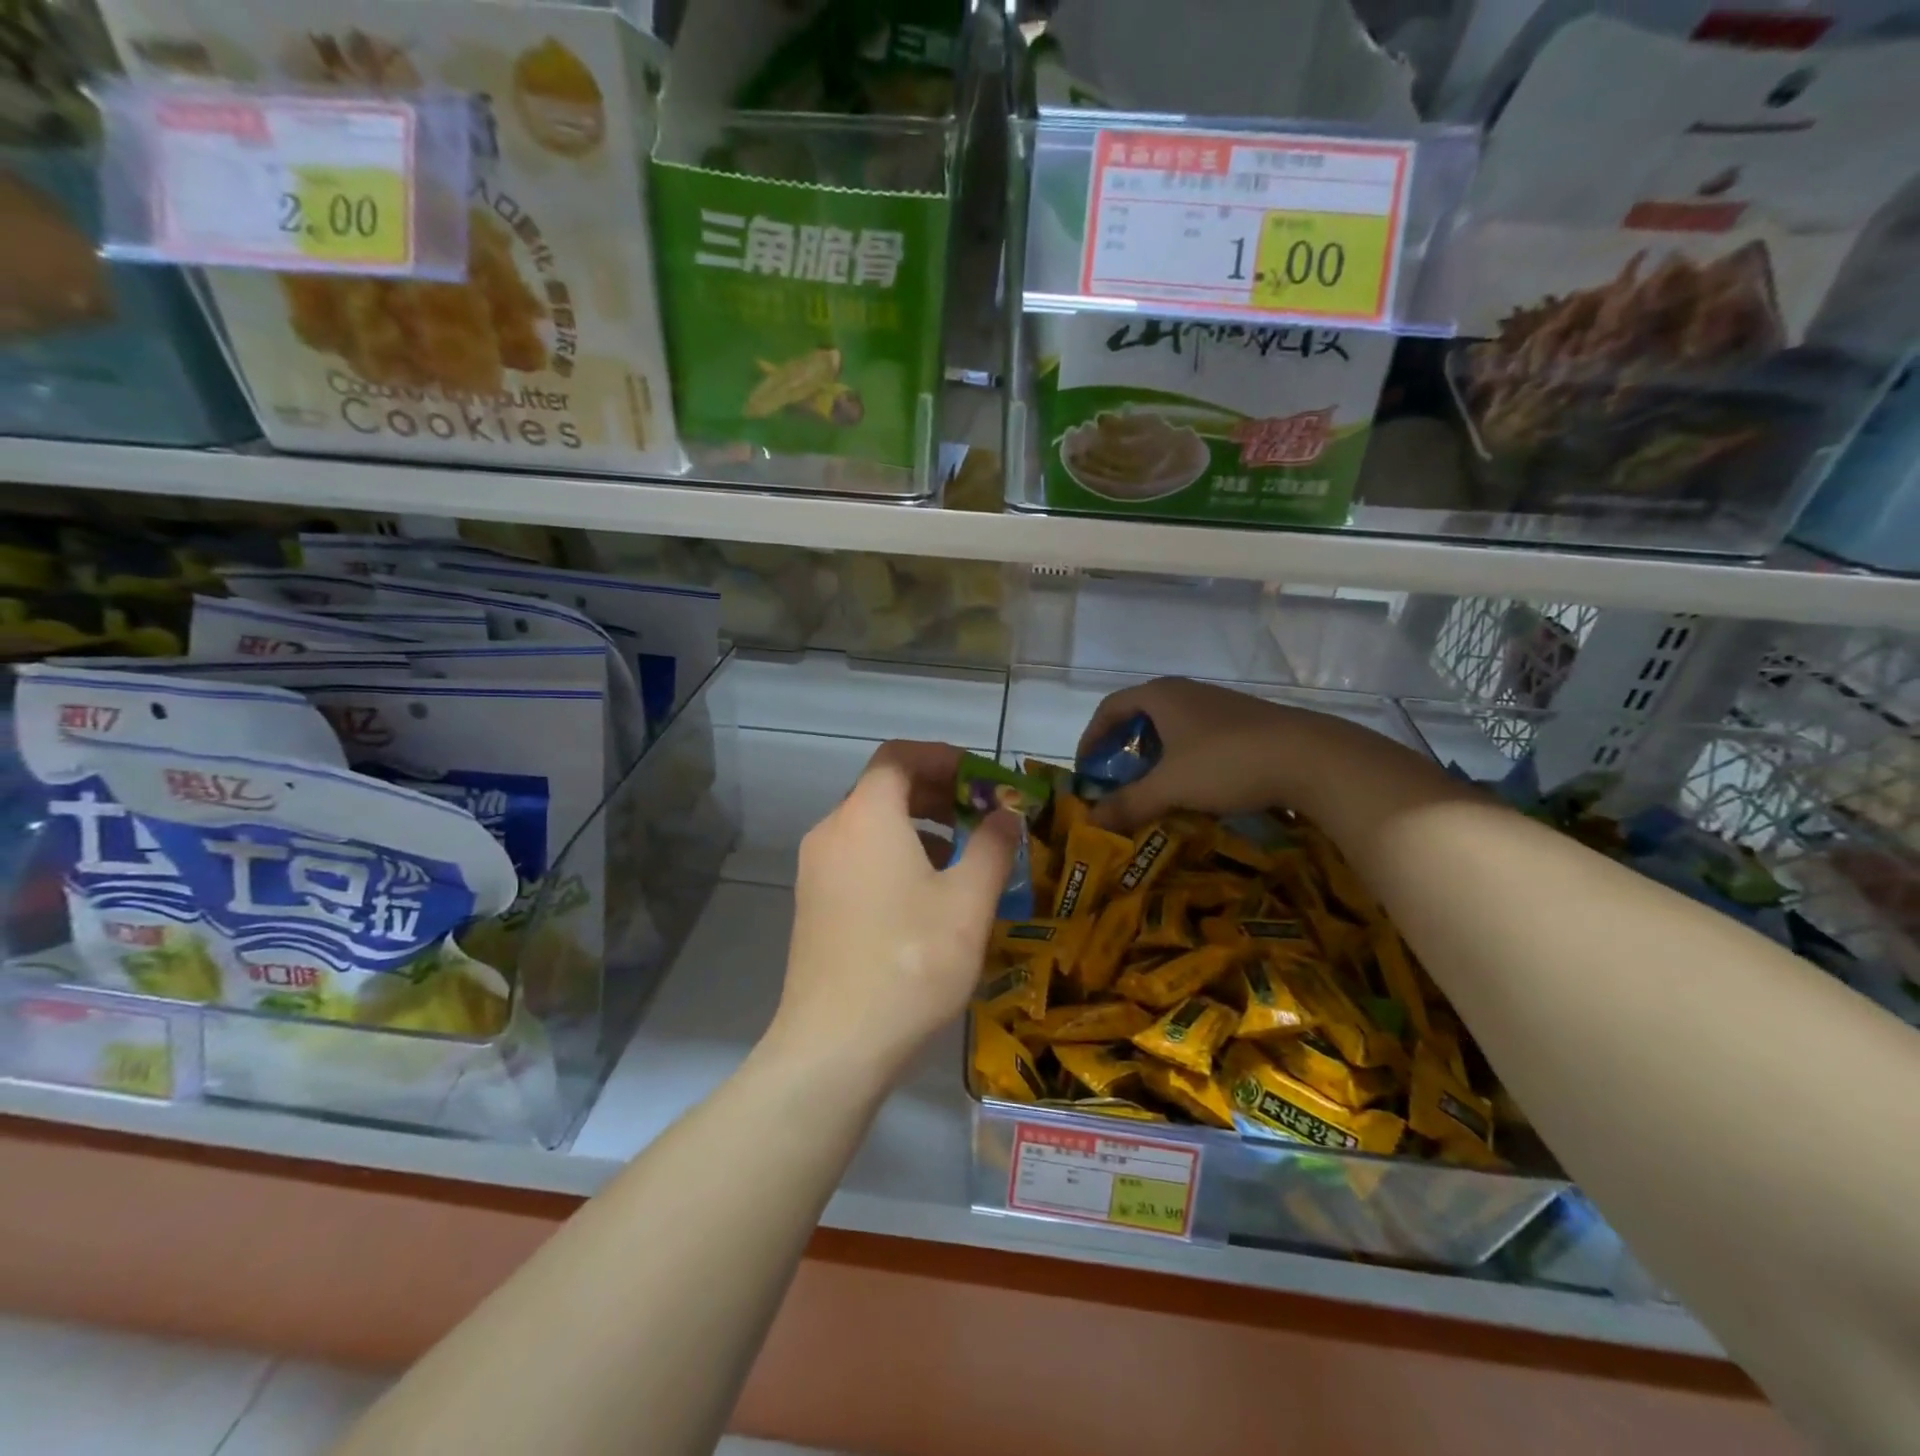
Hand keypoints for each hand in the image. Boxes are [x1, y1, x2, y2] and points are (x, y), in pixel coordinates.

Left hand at [769, 740, 1018, 1088]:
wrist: (835, 1045)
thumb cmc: (911, 962)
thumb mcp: (968, 901)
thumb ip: (992, 846)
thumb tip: (1006, 815)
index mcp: (867, 816)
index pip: (899, 756)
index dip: (944, 757)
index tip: (982, 778)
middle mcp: (833, 830)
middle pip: (884, 787)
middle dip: (937, 792)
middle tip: (980, 814)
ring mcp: (816, 869)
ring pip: (871, 824)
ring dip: (917, 826)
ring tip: (961, 856)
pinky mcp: (812, 903)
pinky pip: (857, 856)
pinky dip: (894, 854)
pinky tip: (926, 894)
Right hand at [1077, 677, 1308, 833]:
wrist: (1311, 757)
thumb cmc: (1227, 763)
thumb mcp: (1170, 787)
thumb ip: (1128, 803)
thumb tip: (1090, 820)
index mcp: (1161, 696)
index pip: (1110, 708)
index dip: (1091, 737)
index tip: (1086, 768)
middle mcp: (1186, 692)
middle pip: (1140, 715)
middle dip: (1123, 748)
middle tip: (1117, 780)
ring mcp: (1219, 705)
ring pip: (1172, 727)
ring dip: (1155, 755)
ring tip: (1153, 787)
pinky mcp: (1245, 722)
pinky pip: (1198, 736)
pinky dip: (1183, 758)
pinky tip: (1195, 786)